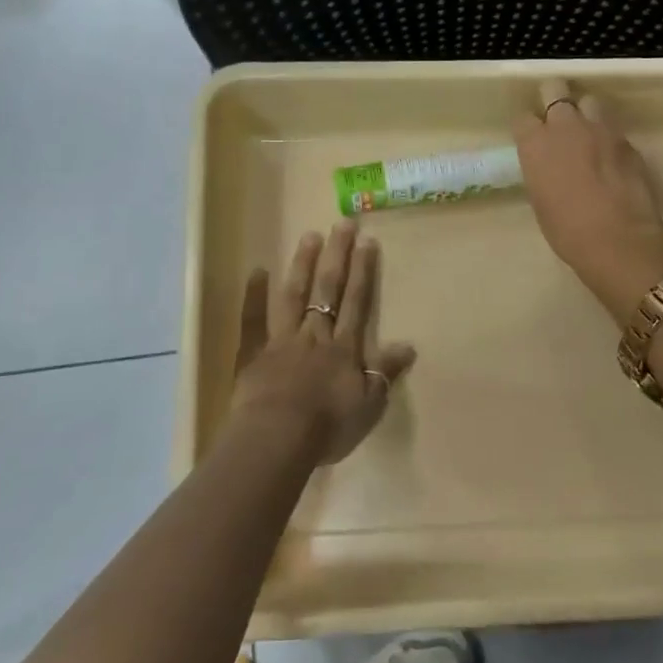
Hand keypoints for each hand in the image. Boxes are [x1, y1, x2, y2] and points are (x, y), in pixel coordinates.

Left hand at [227, 218, 417, 465]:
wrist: (277, 438)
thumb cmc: (327, 427)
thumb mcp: (369, 406)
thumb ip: (385, 373)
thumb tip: (408, 346)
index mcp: (343, 348)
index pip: (356, 302)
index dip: (363, 271)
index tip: (367, 241)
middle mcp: (314, 335)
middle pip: (327, 289)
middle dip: (337, 255)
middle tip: (342, 223)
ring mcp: (281, 340)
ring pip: (294, 295)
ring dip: (302, 264)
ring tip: (309, 236)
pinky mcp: (253, 352)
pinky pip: (253, 319)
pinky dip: (254, 295)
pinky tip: (257, 270)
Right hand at [513, 78, 662, 324]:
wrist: (617, 239)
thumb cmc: (566, 230)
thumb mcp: (540, 198)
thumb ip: (541, 170)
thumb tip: (548, 164)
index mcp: (535, 144)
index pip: (523, 117)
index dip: (528, 127)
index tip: (531, 138)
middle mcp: (565, 126)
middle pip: (555, 89)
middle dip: (554, 98)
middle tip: (557, 120)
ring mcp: (600, 129)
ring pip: (589, 101)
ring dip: (585, 113)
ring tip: (587, 134)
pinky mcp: (626, 140)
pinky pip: (613, 127)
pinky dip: (608, 137)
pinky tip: (610, 158)